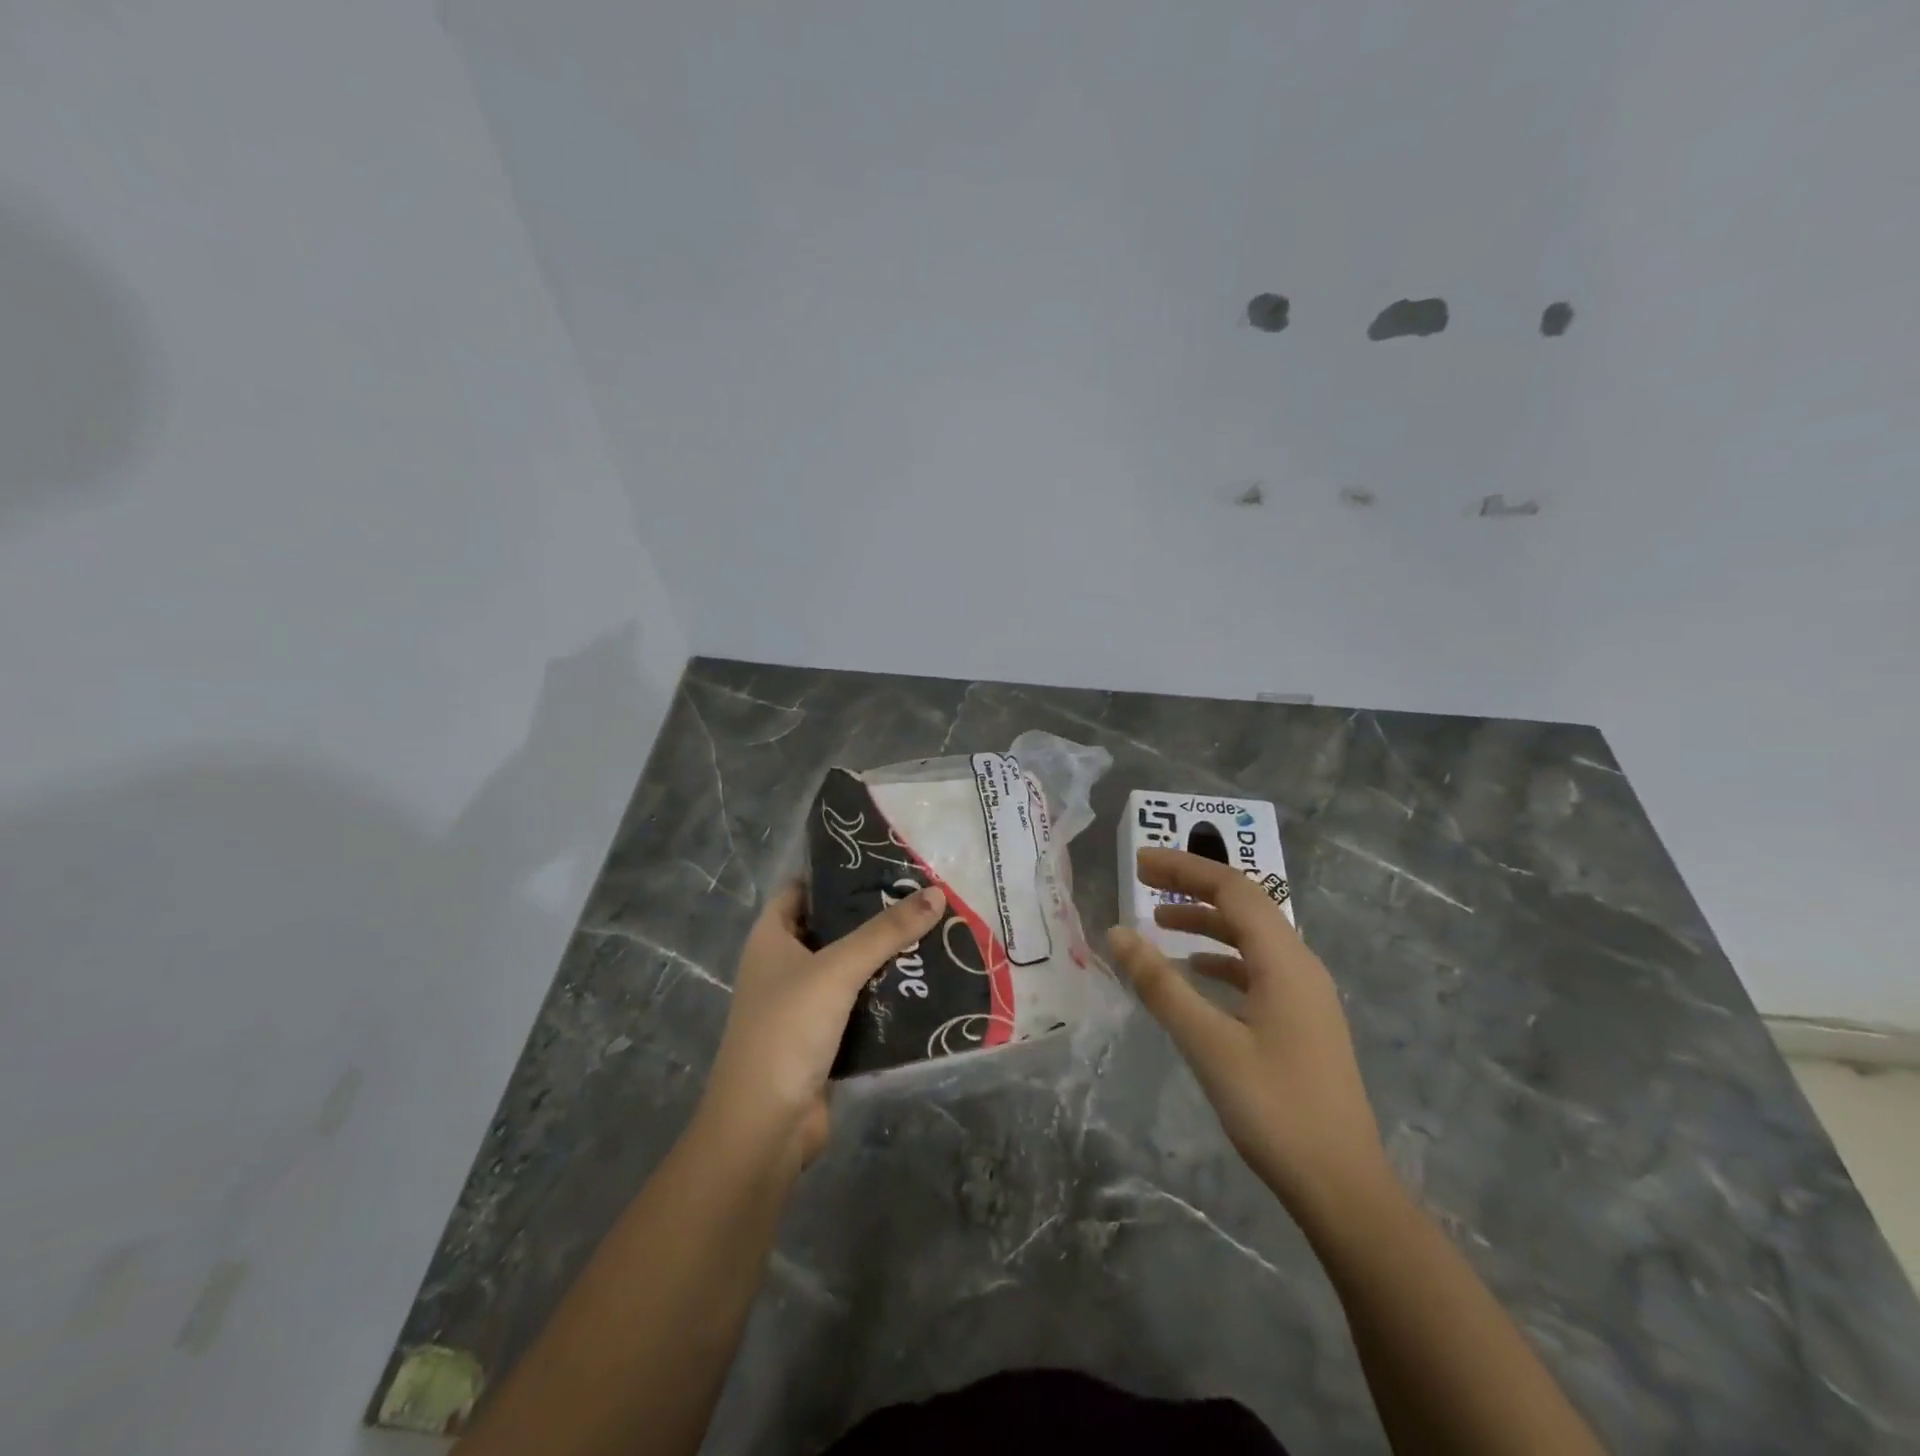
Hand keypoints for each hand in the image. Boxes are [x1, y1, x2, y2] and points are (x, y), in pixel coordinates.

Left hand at [699, 881, 945, 1169]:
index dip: (836, 873)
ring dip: (883, 957)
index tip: (883, 862)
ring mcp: (801, 1004)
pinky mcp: (822, 1038)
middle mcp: (783, 965)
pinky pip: (858, 1005)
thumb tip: (936, 893)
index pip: (802, 888)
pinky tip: (924, 983)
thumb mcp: (838, 970)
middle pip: (831, 927)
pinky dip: (885, 995)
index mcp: (771, 938)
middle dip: (872, 915)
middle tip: (922, 896)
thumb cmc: (788, 1029)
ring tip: (933, 932)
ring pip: (848, 968)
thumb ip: (886, 932)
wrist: (764, 1126)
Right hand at [1108, 849, 1388, 1216]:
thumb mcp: (1208, 1044)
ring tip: (1160, 921)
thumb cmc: (1275, 1109)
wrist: (1343, 1187)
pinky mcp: (1301, 1022)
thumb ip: (1161, 985)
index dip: (1185, 869)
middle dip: (1193, 886)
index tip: (1139, 864)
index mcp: (1285, 962)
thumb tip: (1117, 933)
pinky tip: (1196, 973)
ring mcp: (1305, 996)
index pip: (1233, 890)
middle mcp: (1300, 966)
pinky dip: (1221, 958)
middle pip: (1244, 906)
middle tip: (1142, 881)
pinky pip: (1257, 969)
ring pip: (1251, 938)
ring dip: (1206, 921)